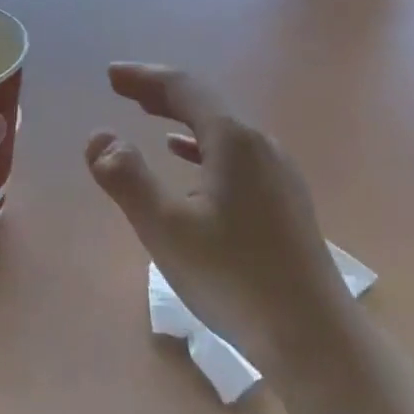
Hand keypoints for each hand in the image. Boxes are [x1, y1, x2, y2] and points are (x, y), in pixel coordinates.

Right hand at [85, 64, 346, 367]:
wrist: (313, 338)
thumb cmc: (233, 277)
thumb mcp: (165, 227)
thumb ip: (126, 177)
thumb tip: (99, 137)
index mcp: (233, 141)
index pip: (184, 88)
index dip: (144, 77)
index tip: (111, 75)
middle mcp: (260, 146)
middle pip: (205, 103)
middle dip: (161, 92)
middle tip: (123, 87)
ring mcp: (278, 174)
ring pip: (222, 130)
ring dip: (182, 118)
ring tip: (151, 115)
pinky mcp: (284, 202)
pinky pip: (235, 156)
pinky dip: (203, 148)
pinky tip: (190, 163)